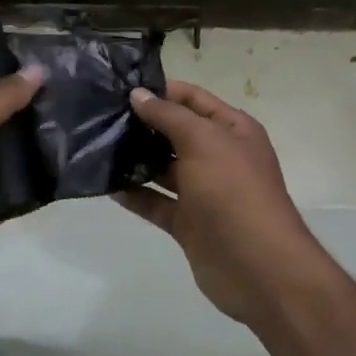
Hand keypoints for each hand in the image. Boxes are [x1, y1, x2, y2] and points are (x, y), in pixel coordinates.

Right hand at [117, 81, 322, 326]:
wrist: (257, 267)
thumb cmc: (233, 191)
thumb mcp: (203, 141)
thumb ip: (168, 116)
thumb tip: (139, 95)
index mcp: (232, 131)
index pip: (193, 99)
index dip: (161, 91)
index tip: (120, 88)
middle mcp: (219, 157)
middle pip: (176, 132)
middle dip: (143, 124)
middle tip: (101, 116)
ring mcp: (203, 192)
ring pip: (163, 168)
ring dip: (135, 159)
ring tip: (98, 146)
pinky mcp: (188, 222)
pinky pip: (156, 202)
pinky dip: (135, 194)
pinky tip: (107, 185)